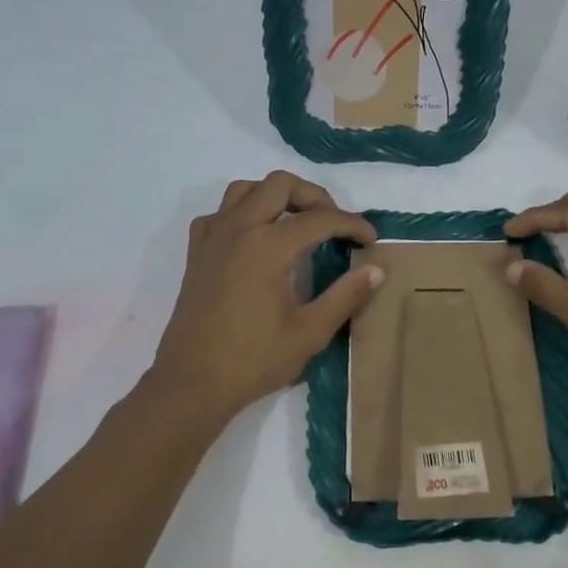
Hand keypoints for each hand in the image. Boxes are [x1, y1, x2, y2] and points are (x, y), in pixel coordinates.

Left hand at [149, 172, 381, 417]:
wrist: (192, 383)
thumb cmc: (253, 360)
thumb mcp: (310, 332)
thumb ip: (346, 296)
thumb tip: (376, 270)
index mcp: (268, 246)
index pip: (320, 219)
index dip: (352, 224)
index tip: (370, 240)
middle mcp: (238, 229)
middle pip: (280, 185)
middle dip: (314, 197)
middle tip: (334, 225)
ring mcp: (212, 238)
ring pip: (245, 189)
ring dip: (276, 196)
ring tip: (297, 222)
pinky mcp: (197, 253)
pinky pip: (220, 213)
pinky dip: (243, 212)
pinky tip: (256, 238)